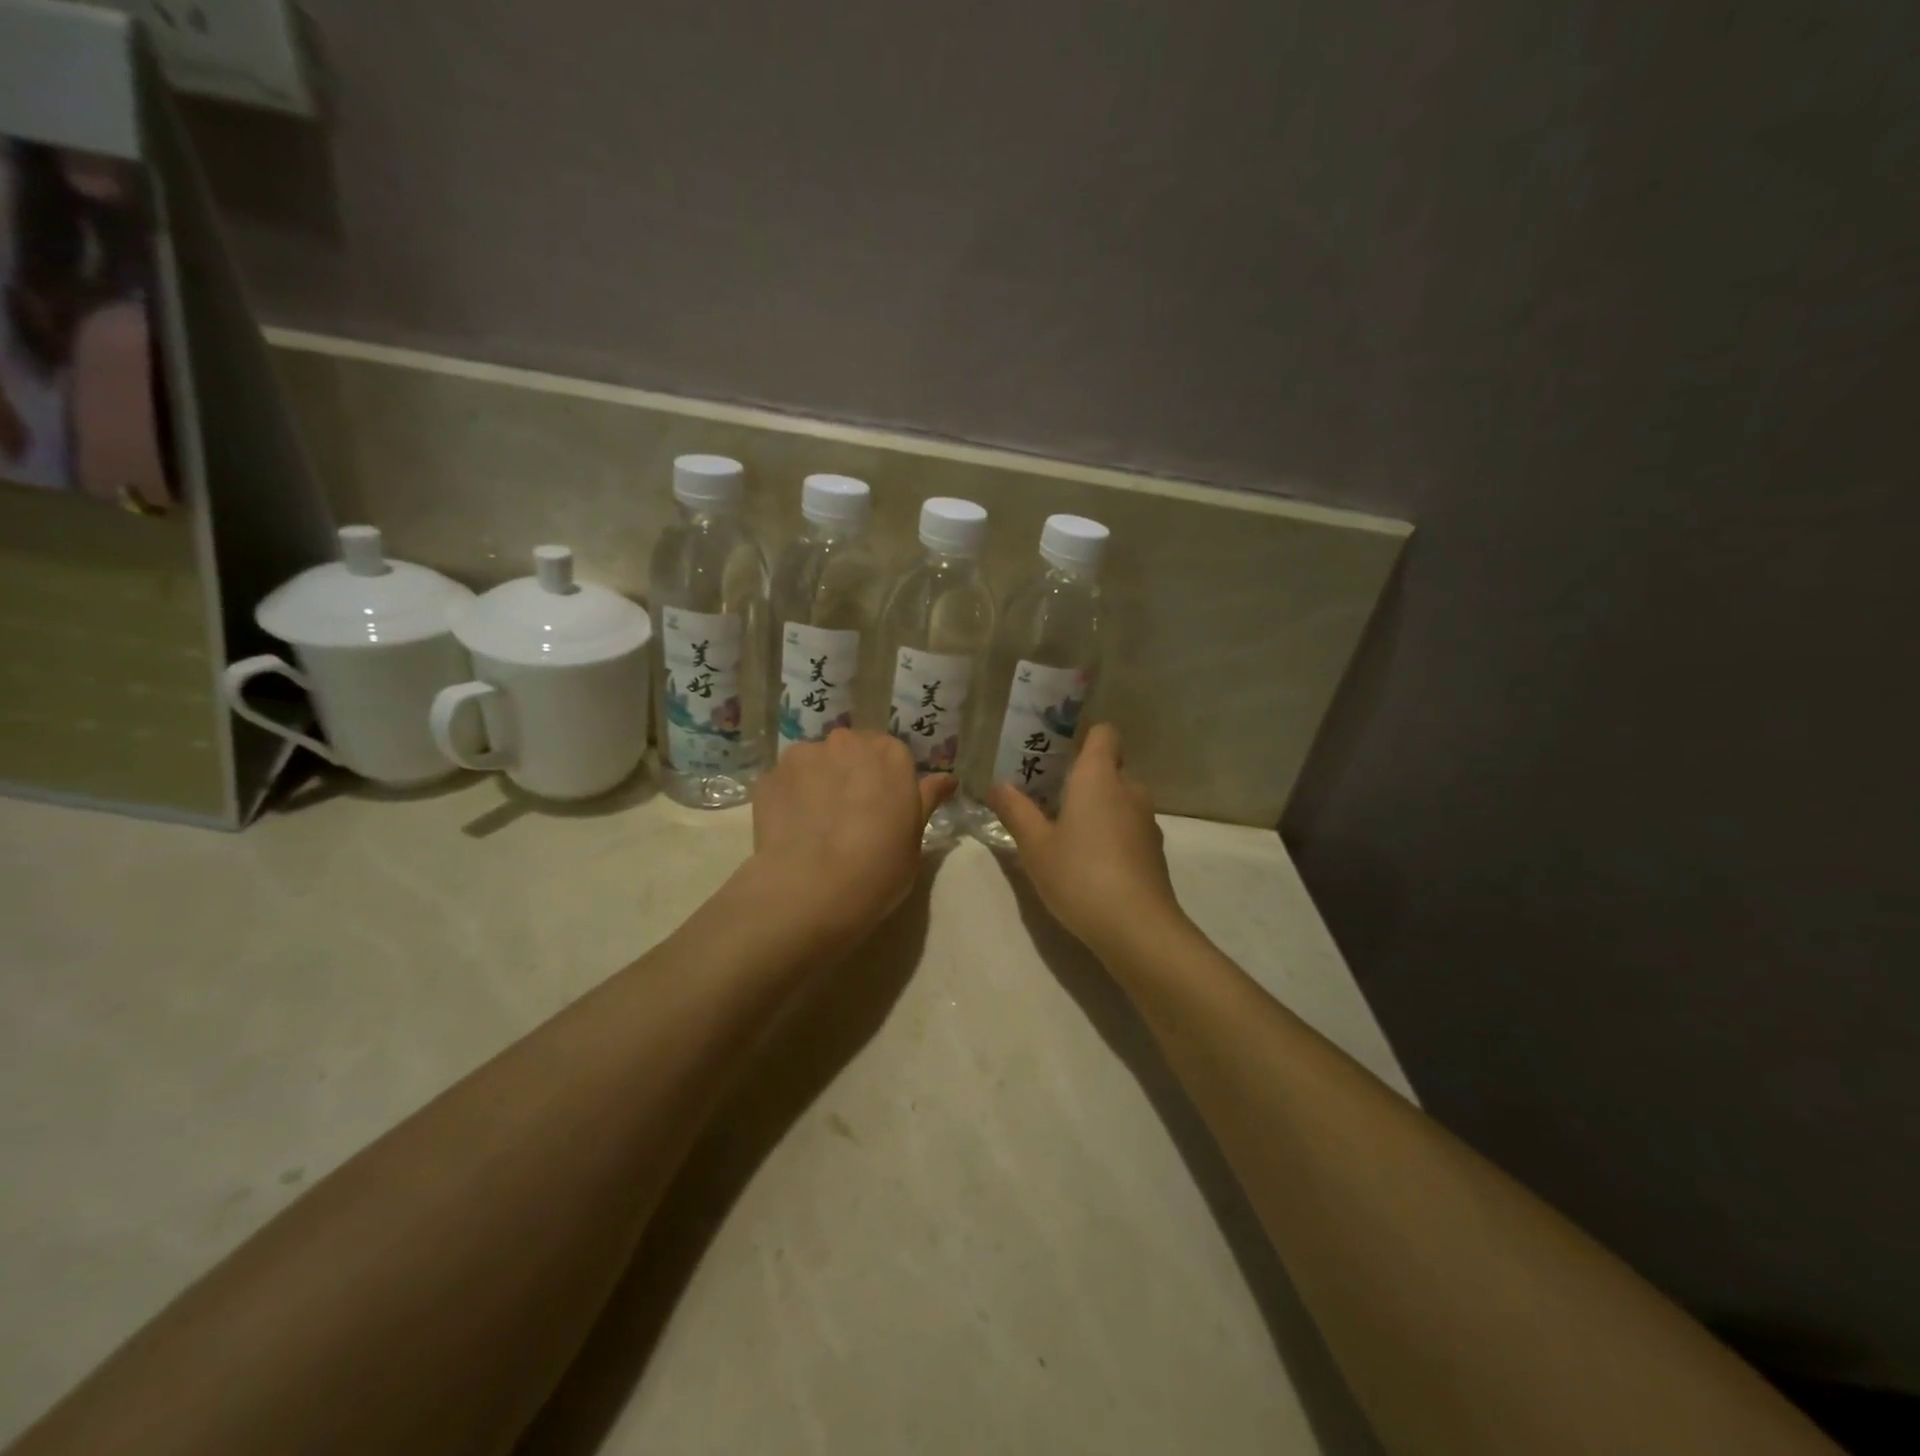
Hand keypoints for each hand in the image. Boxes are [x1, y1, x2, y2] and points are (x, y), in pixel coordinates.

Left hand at [745, 729, 952, 950]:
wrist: (812, 889)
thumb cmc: (879, 867)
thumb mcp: (915, 838)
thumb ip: (926, 800)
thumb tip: (947, 779)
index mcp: (890, 754)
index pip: (892, 755)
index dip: (886, 783)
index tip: (883, 809)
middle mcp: (846, 742)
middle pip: (851, 751)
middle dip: (851, 774)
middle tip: (850, 816)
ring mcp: (803, 756)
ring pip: (814, 763)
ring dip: (817, 782)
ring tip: (815, 825)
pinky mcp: (768, 777)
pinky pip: (785, 782)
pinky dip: (789, 798)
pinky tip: (792, 831)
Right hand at [985, 724, 1186, 961]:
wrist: (1137, 927)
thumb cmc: (1079, 874)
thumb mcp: (1035, 845)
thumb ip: (1015, 811)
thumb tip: (996, 785)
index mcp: (1099, 776)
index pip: (1103, 732)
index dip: (1082, 736)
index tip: (1055, 754)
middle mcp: (1129, 789)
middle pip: (1109, 766)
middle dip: (1082, 777)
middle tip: (1047, 797)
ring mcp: (1147, 821)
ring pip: (1119, 799)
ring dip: (1097, 807)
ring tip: (1065, 832)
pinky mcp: (1154, 851)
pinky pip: (1128, 826)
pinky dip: (1111, 832)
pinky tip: (1089, 862)